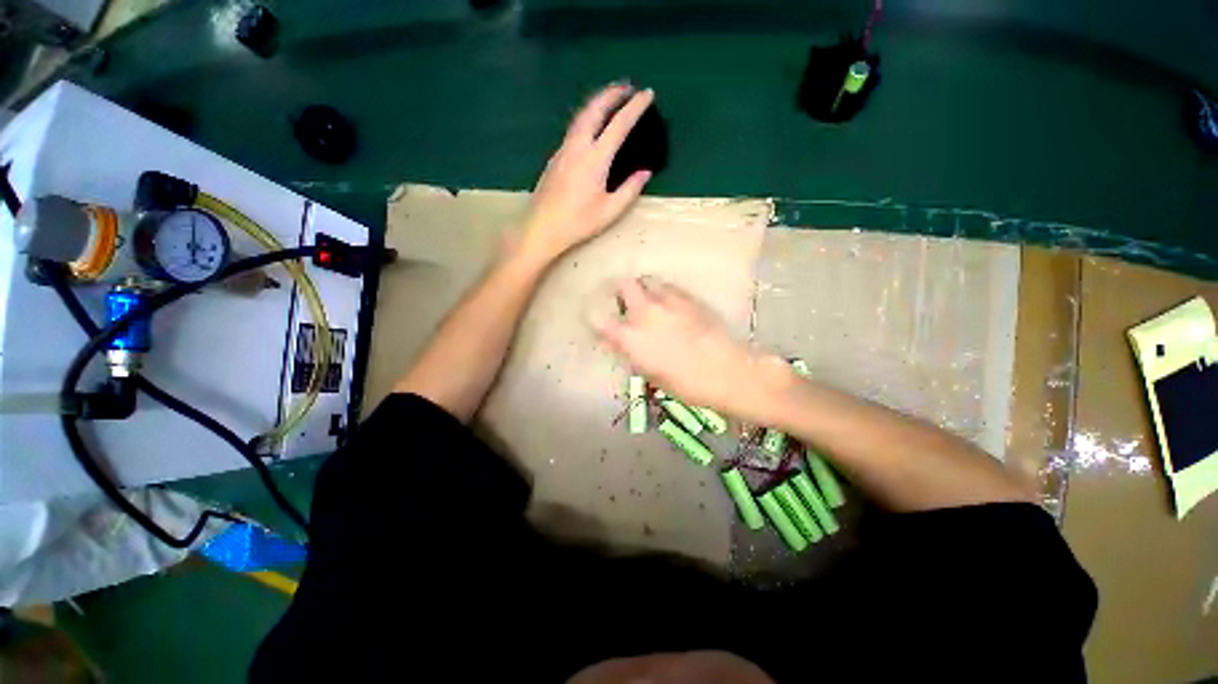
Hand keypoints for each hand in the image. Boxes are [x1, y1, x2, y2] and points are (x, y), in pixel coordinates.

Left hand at [517, 84, 654, 263]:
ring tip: (611, 98)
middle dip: (612, 93)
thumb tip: (645, 172)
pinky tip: (592, 124)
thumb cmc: (578, 222)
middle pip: (595, 109)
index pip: (619, 125)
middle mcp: (578, 146)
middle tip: (627, 87)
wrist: (542, 227)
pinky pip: (574, 127)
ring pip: (581, 115)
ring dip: (597, 101)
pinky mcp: (555, 157)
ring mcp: (563, 149)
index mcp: (595, 159)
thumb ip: (629, 190)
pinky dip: (587, 116)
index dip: (635, 107)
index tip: (648, 94)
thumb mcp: (609, 211)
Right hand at [596, 278, 790, 419]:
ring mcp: (667, 301)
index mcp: (630, 338)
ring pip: (647, 280)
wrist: (725, 372)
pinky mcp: (688, 298)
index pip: (599, 320)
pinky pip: (669, 286)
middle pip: (623, 284)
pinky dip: (664, 292)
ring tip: (650, 300)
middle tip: (627, 302)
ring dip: (644, 288)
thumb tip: (624, 344)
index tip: (600, 323)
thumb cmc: (685, 384)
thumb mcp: (651, 375)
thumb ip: (633, 355)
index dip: (596, 319)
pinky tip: (671, 304)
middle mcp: (644, 313)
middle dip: (621, 290)